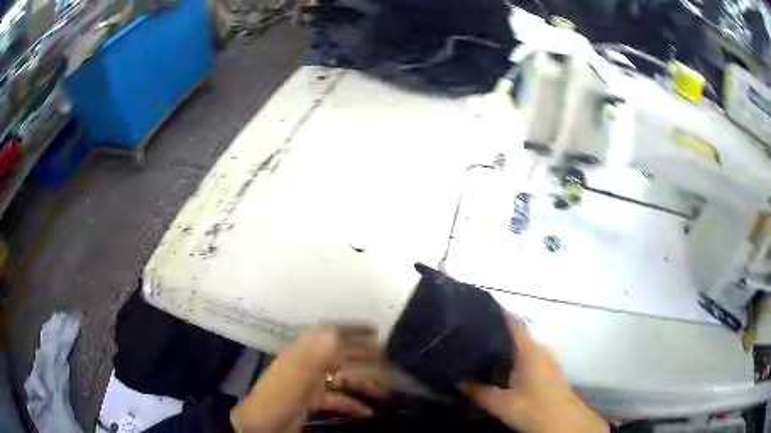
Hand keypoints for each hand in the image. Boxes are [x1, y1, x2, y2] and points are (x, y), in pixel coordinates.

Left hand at [230, 328, 387, 432]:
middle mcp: (307, 365)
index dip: (352, 330)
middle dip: (364, 355)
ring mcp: (309, 384)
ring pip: (341, 378)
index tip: (375, 330)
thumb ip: (313, 356)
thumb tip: (333, 330)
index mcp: (302, 354)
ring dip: (363, 382)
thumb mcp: (294, 378)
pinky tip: (367, 412)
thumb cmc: (277, 400)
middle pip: (339, 356)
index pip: (330, 335)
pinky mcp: (311, 402)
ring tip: (386, 388)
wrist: (260, 427)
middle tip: (389, 357)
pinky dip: (352, 404)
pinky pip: (336, 399)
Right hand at [462, 317, 608, 432]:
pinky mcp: (551, 370)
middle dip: (498, 334)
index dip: (499, 313)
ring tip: (485, 352)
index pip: (515, 322)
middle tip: (474, 338)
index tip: (479, 311)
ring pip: (525, 347)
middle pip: (519, 334)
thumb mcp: (500, 403)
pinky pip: (530, 356)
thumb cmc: (533, 408)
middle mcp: (540, 349)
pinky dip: (517, 358)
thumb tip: (457, 381)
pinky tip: (505, 370)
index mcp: (529, 350)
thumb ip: (478, 391)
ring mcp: (548, 359)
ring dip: (508, 347)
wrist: (564, 422)